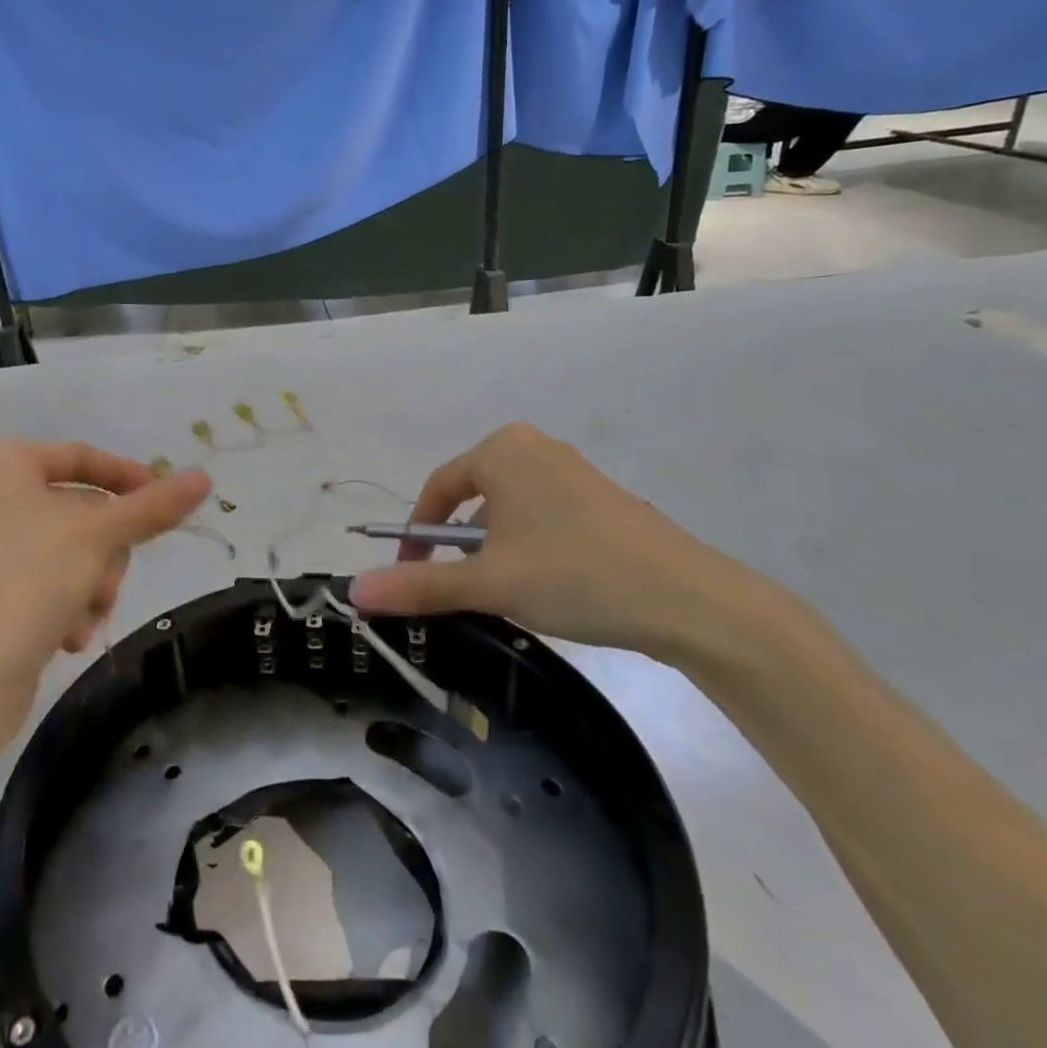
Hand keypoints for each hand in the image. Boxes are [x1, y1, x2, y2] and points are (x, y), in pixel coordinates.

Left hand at [0, 438, 210, 708]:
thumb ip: (154, 506)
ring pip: (71, 549)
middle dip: (106, 552)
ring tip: (86, 616)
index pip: (82, 457)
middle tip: (107, 581)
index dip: (131, 480)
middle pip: (80, 509)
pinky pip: (47, 578)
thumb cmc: (25, 581)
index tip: (170, 504)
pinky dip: (67, 603)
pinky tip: (67, 635)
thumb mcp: (98, 536)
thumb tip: (204, 478)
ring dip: (92, 583)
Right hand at [349, 422, 769, 664]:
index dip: (415, 537)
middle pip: (472, 497)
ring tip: (504, 595)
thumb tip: (354, 592)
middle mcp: (534, 447)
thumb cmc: (575, 574)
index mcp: (502, 450)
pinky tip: (546, 586)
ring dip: (493, 549)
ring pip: (508, 510)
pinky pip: (542, 516)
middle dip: (457, 545)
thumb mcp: (490, 582)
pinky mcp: (601, 498)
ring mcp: (572, 471)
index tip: (409, 580)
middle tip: (458, 590)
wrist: (692, 600)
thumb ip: (420, 586)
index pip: (437, 489)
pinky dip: (527, 546)